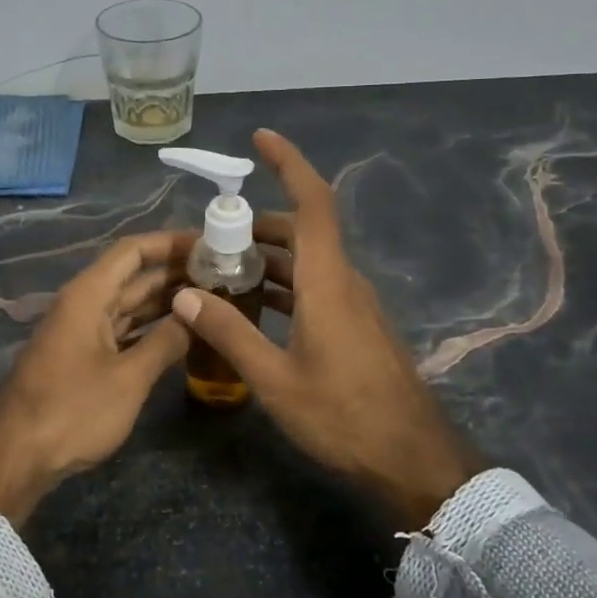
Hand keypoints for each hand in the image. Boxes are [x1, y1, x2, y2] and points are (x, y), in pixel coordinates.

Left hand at [0, 231, 194, 527]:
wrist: (18, 458)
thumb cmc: (73, 412)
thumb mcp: (129, 378)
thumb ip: (166, 342)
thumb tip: (197, 313)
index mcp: (88, 296)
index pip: (133, 251)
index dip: (170, 242)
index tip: (209, 244)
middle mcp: (83, 305)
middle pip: (133, 276)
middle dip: (175, 272)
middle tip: (223, 274)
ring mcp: (81, 332)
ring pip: (129, 304)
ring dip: (166, 301)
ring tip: (212, 299)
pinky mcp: (82, 358)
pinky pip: (122, 330)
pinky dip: (150, 328)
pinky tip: (181, 333)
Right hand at [170, 130, 486, 527]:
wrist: (411, 457)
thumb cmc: (343, 416)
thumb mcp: (276, 380)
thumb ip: (230, 333)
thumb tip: (185, 295)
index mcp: (327, 282)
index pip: (313, 203)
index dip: (289, 164)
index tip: (261, 139)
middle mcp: (345, 282)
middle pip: (304, 231)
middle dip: (257, 225)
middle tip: (211, 241)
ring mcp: (355, 305)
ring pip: (309, 262)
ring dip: (269, 258)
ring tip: (222, 273)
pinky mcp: (358, 326)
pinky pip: (317, 287)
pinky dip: (285, 285)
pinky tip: (256, 309)